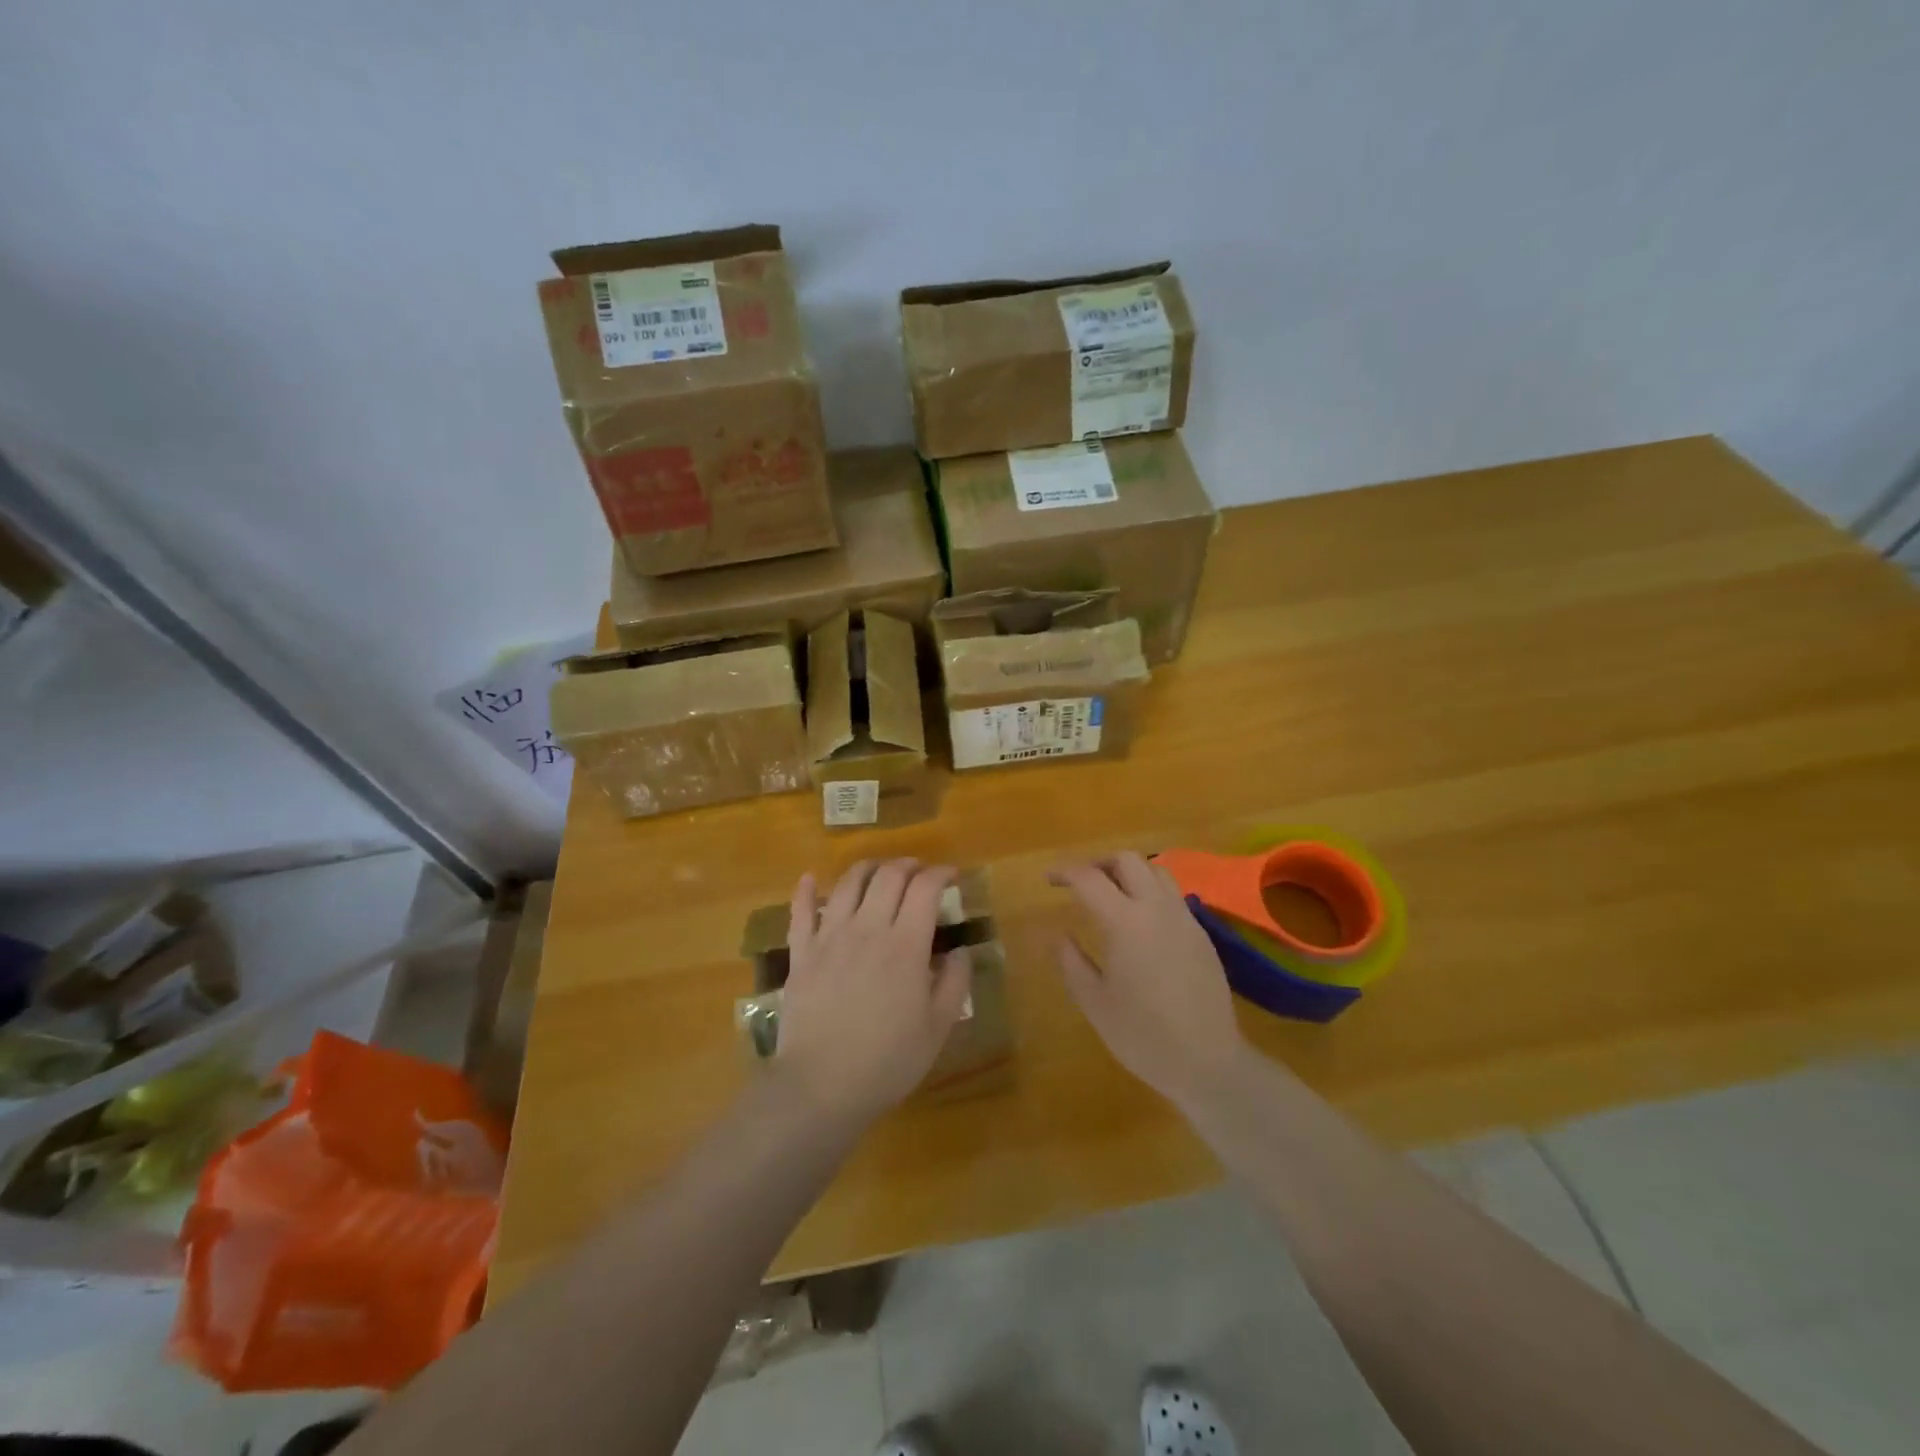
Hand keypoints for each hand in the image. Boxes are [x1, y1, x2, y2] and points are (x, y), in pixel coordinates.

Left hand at [774, 859, 973, 1127]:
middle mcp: (867, 928)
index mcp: (905, 945)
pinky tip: (811, 879)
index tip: (951, 876)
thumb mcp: (938, 1027)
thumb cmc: (887, 1061)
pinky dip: (807, 890)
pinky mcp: (801, 953)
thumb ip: (955, 982)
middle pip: (888, 876)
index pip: (925, 889)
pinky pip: (800, 911)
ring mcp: (829, 937)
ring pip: (848, 883)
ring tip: (879, 871)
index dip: (941, 874)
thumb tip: (961, 950)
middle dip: (908, 865)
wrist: (821, 1086)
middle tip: (920, 872)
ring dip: (868, 868)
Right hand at [1050, 853, 1246, 1109]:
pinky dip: (1149, 891)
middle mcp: (1157, 909)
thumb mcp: (1095, 1003)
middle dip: (1098, 862)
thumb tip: (1060, 934)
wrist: (1208, 1062)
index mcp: (1126, 923)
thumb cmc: (1143, 1036)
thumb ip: (1072, 962)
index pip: (1089, 878)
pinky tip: (1139, 920)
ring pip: (1156, 870)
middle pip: (1127, 860)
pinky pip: (1172, 894)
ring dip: (1128, 872)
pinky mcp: (1201, 934)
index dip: (1064, 872)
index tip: (1048, 879)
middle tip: (1079, 883)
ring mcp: (1185, 919)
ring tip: (1110, 894)